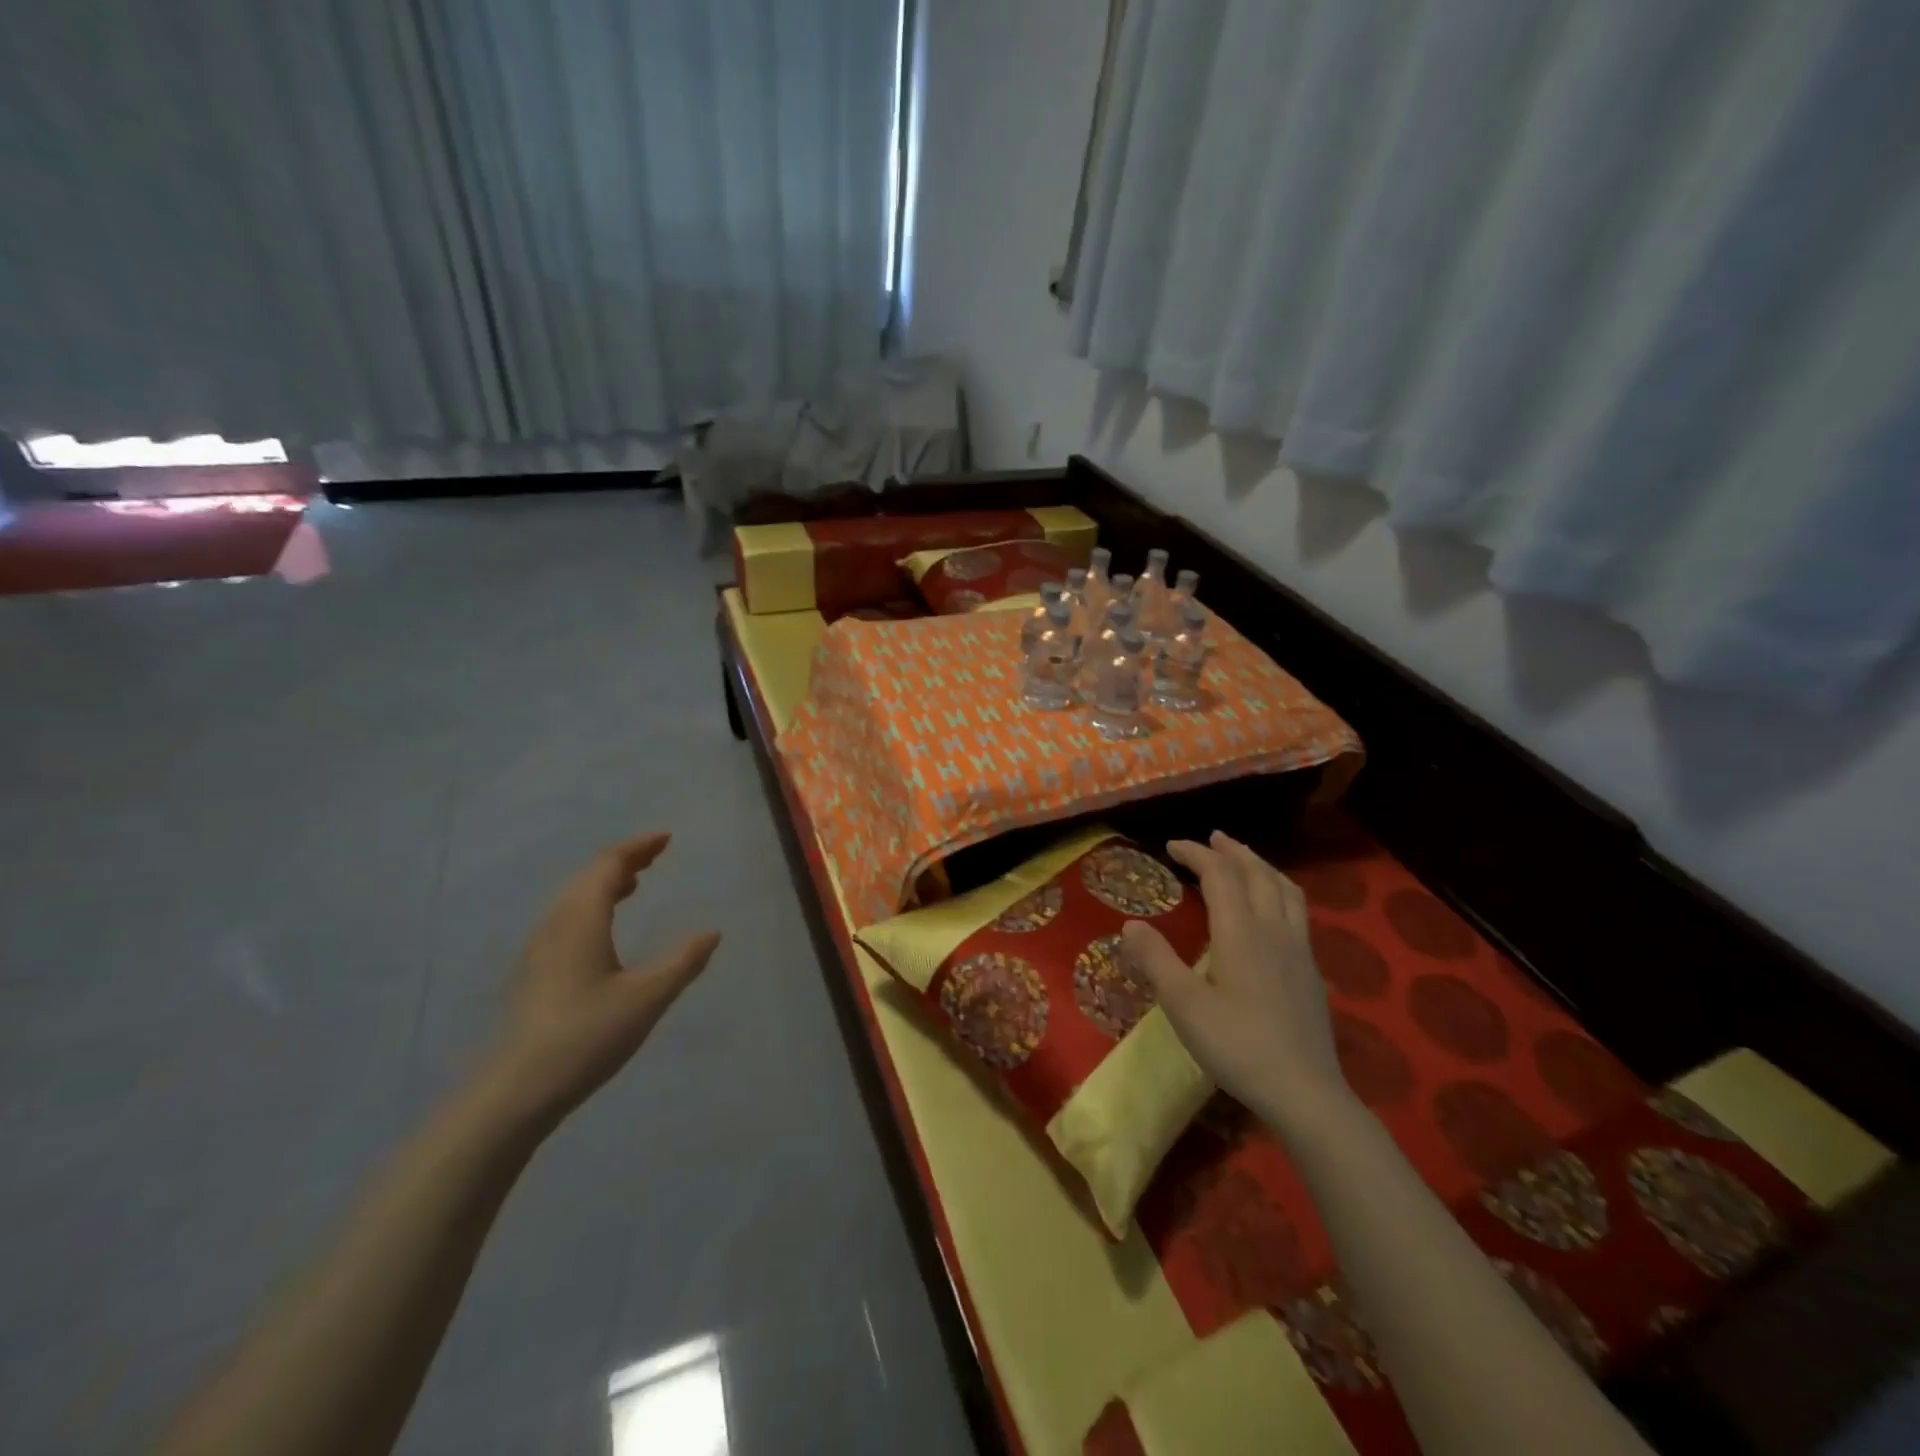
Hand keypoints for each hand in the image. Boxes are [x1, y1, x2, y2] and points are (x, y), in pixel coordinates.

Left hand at [476, 833, 719, 1131]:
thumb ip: (683, 961)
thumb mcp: (648, 997)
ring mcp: (539, 949)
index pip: (608, 864)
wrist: (515, 1092)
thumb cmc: (587, 1034)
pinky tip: (604, 930)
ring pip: (573, 898)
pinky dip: (592, 906)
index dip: (638, 847)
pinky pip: (566, 919)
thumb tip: (711, 932)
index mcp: (582, 919)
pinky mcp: (533, 973)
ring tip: (634, 884)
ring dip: (605, 883)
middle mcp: (556, 924)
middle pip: (588, 876)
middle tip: (655, 857)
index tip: (666, 839)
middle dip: (623, 861)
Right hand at [1121, 831, 1347, 1128]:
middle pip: (1256, 873)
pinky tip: (1273, 911)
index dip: (1196, 853)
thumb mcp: (1184, 1005)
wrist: (1305, 1092)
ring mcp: (1298, 949)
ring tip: (1245, 861)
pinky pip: (1297, 910)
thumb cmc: (1238, 1045)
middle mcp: (1273, 929)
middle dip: (1232, 851)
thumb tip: (1130, 924)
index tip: (1172, 845)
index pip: (1219, 875)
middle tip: (1211, 839)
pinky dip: (1279, 891)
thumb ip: (1156, 960)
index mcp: (1241, 931)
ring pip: (1284, 889)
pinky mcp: (1311, 970)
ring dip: (1260, 866)